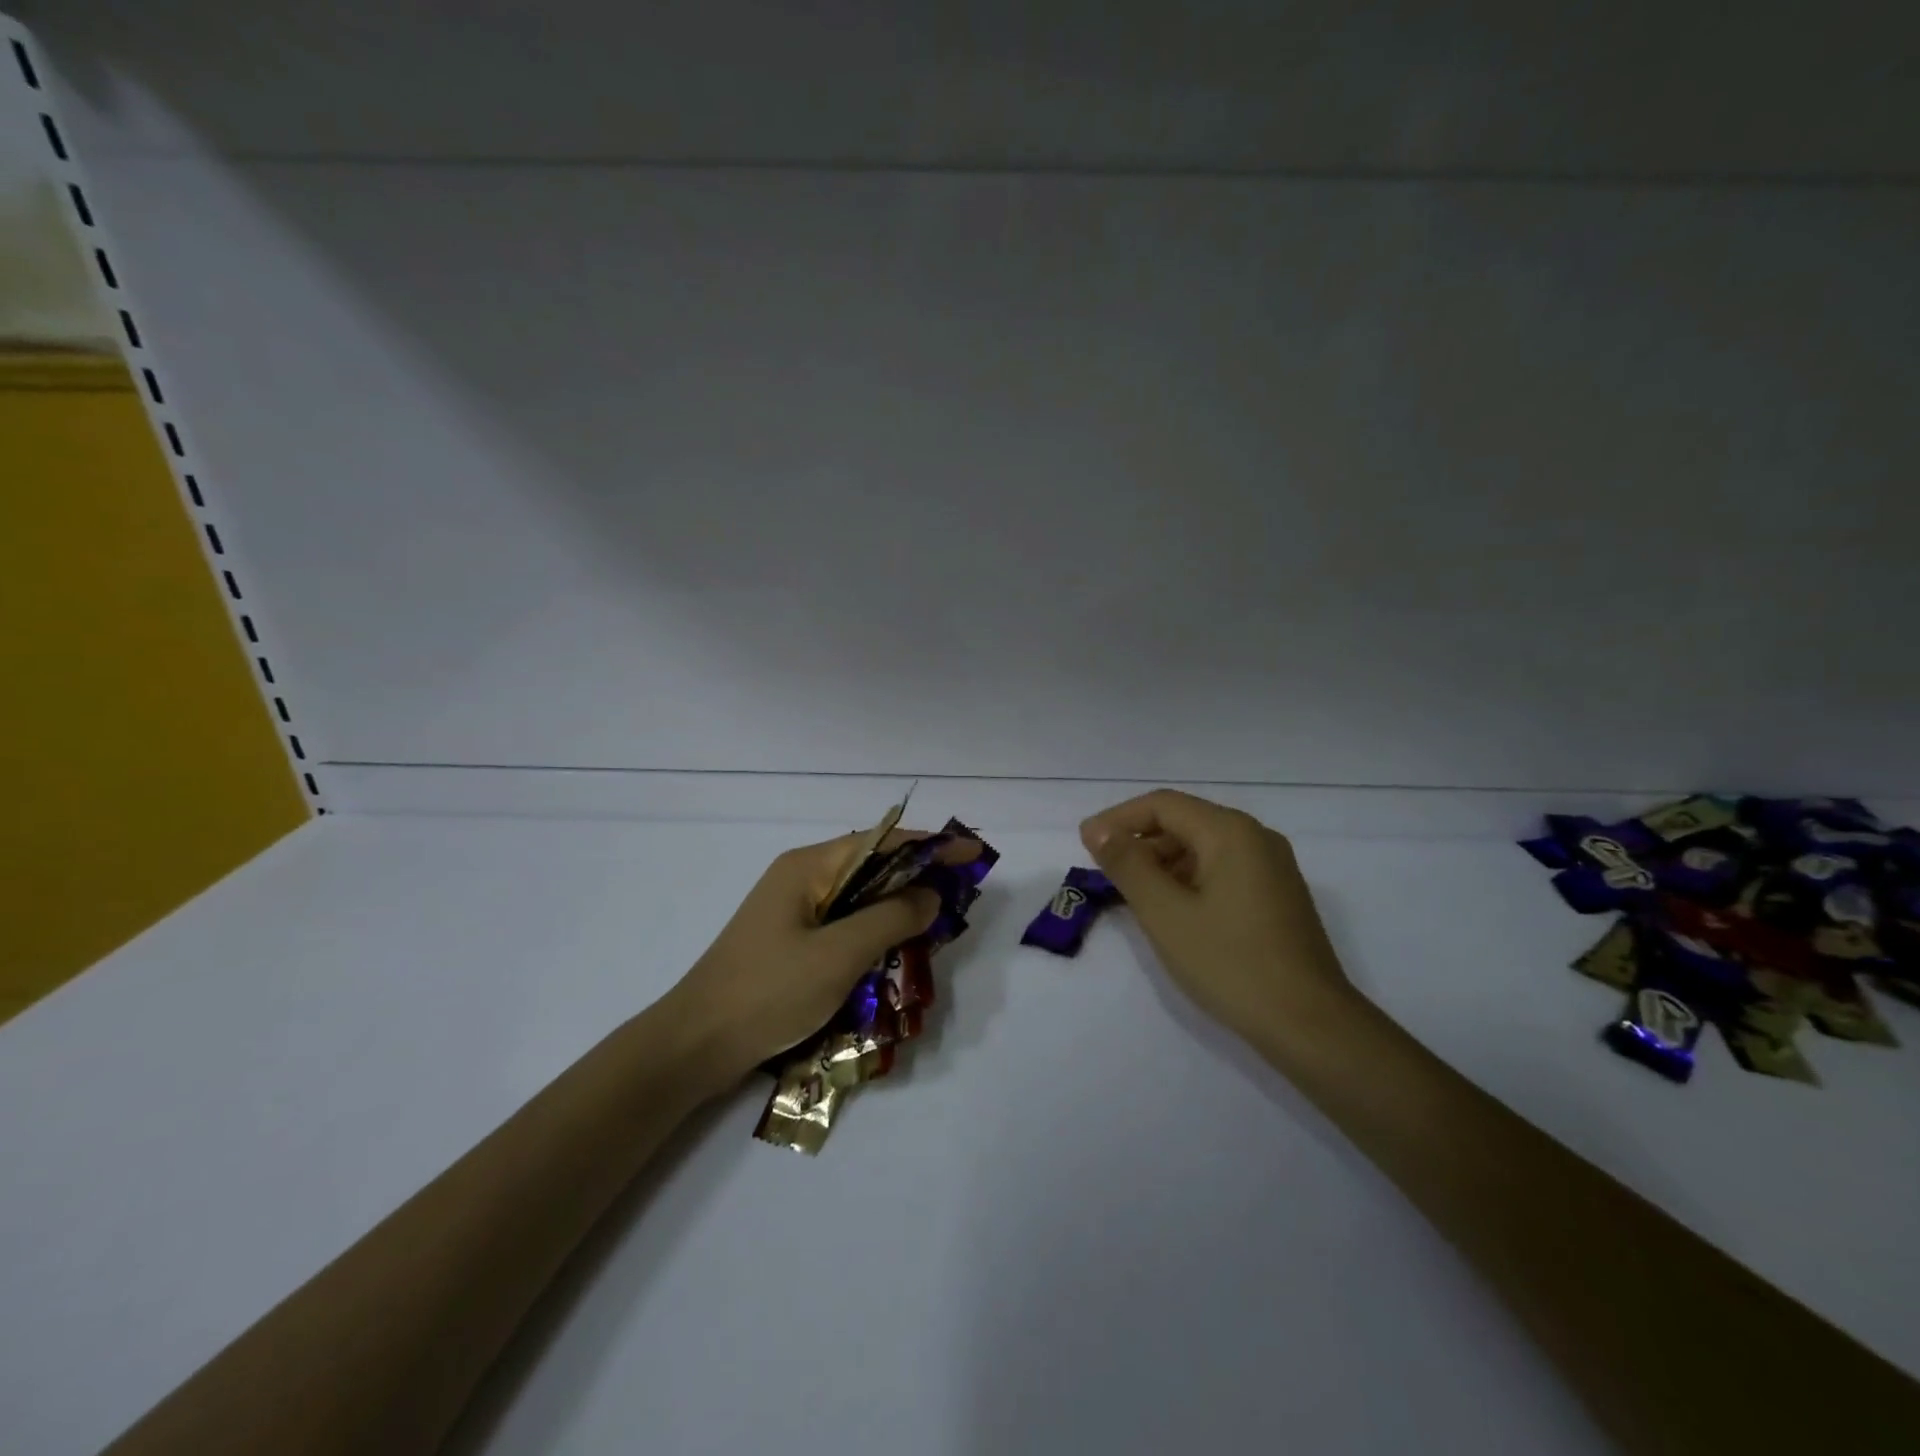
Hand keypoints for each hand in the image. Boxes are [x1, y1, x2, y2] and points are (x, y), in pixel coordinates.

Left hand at [665, 830, 966, 1087]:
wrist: (694, 1045)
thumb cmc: (768, 991)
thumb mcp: (839, 955)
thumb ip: (890, 919)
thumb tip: (931, 894)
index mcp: (809, 867)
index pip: (883, 842)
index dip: (930, 846)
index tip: (972, 852)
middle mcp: (802, 878)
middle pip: (872, 866)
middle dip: (917, 876)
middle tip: (959, 894)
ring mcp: (793, 910)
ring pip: (859, 897)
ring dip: (897, 907)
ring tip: (937, 922)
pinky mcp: (790, 941)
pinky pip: (844, 923)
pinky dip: (874, 930)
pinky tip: (895, 950)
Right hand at [1080, 790, 1355, 1047]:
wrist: (1310, 1025)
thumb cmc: (1230, 963)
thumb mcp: (1165, 913)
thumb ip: (1127, 865)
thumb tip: (1098, 829)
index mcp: (1231, 832)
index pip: (1163, 805)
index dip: (1118, 819)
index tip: (1085, 844)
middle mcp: (1256, 838)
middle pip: (1185, 822)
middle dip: (1140, 842)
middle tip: (1105, 875)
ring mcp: (1272, 868)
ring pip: (1203, 848)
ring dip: (1163, 864)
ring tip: (1132, 897)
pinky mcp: (1278, 896)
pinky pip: (1222, 871)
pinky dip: (1189, 881)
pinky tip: (1172, 912)